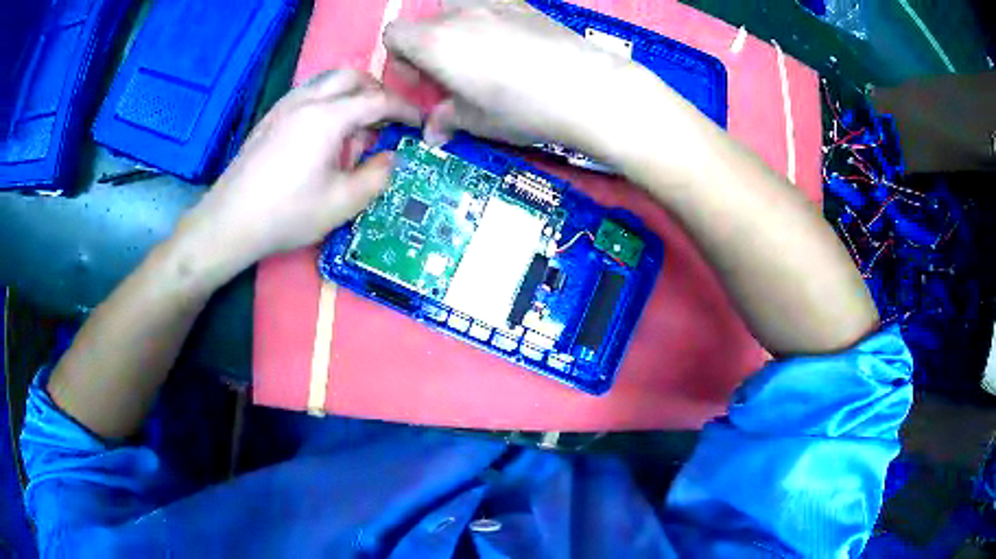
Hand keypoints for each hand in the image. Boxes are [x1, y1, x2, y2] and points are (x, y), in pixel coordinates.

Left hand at [178, 70, 420, 270]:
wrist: (229, 221)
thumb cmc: (287, 214)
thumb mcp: (342, 203)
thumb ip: (377, 176)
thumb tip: (391, 157)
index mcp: (328, 117)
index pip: (378, 100)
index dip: (405, 109)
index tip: (420, 123)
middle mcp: (307, 100)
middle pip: (353, 77)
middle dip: (377, 92)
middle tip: (388, 120)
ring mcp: (285, 106)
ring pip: (328, 82)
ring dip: (351, 95)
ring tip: (356, 130)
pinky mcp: (271, 117)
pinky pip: (309, 94)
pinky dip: (329, 102)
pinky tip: (324, 135)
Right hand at [384, 0, 645, 153]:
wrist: (588, 89)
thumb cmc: (523, 108)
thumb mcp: (477, 121)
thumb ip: (447, 120)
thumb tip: (432, 132)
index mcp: (435, 41)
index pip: (394, 34)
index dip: (399, 58)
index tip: (422, 80)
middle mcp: (459, 14)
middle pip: (426, 21)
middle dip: (428, 44)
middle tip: (452, 73)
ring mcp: (494, 4)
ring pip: (458, 9)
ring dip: (457, 29)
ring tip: (481, 56)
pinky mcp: (525, 5)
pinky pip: (492, 7)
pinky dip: (489, 22)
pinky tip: (513, 47)